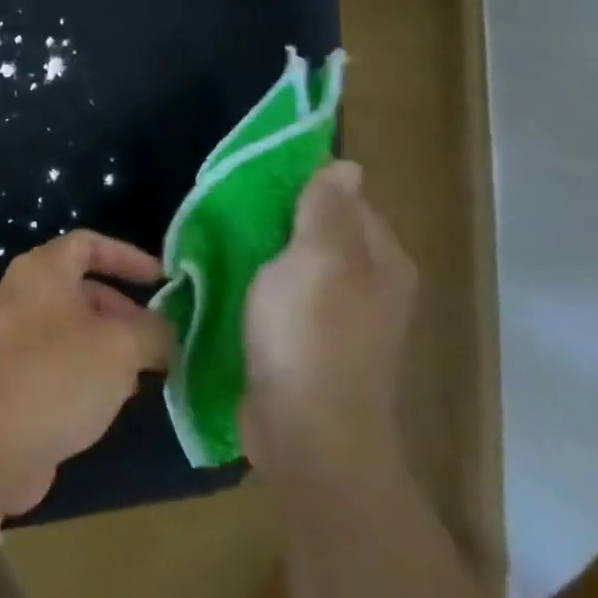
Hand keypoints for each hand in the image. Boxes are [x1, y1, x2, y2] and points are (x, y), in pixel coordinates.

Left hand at [0, 230, 173, 515]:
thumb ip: (153, 331)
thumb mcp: (120, 348)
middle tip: (158, 340)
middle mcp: (21, 295)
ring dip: (110, 345)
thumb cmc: (57, 377)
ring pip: (72, 328)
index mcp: (41, 271)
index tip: (163, 281)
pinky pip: (57, 360)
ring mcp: (10, 337)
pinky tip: (111, 400)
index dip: (128, 256)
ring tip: (143, 374)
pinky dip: (87, 370)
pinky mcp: (9, 377)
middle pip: (81, 288)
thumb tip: (164, 331)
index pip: (87, 243)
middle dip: (124, 310)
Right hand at [241, 162, 415, 463]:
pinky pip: (283, 299)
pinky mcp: (309, 346)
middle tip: (225, 210)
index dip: (301, 184)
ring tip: (217, 242)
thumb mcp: (318, 257)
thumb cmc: (311, 335)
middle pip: (320, 232)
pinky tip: (227, 284)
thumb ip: (327, 208)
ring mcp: (340, 320)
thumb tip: (346, 165)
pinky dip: (258, 287)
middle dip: (276, 219)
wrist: (306, 432)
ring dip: (262, 254)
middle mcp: (369, 285)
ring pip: (297, 266)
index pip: (344, 198)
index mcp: (381, 258)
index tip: (252, 179)